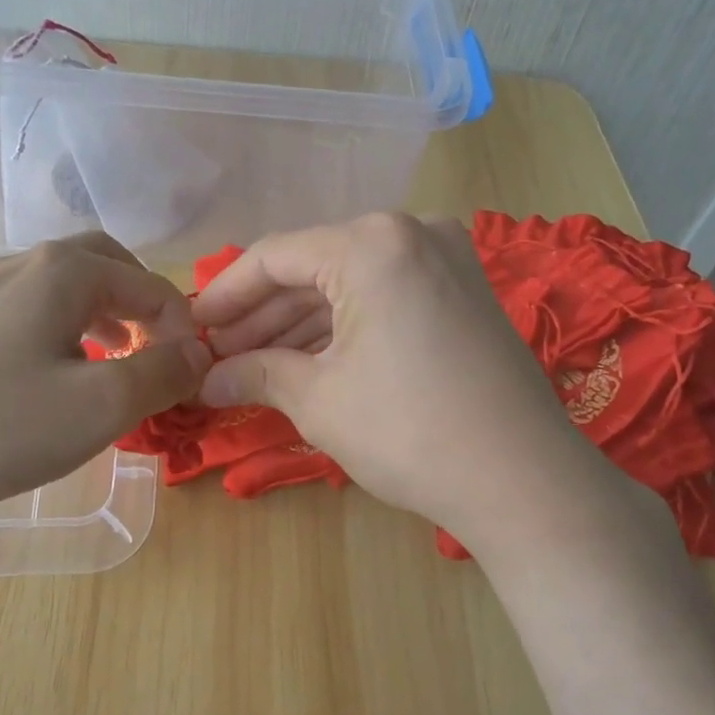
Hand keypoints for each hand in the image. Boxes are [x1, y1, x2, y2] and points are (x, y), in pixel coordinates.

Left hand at [0, 234, 209, 527]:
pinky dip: (65, 328)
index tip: (190, 376)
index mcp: (64, 271)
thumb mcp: (100, 406)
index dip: (181, 328)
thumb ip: (162, 373)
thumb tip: (199, 353)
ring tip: (117, 358)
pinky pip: (32, 309)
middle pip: (105, 264)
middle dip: (142, 302)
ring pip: (65, 285)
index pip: (149, 284)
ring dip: (105, 313)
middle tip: (158, 346)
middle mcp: (24, 265)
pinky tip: (58, 372)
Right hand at [193, 212, 599, 544]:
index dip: (225, 295)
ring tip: (252, 364)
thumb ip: (255, 374)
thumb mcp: (319, 400)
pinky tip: (305, 359)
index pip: (274, 257)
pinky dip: (343, 326)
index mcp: (371, 243)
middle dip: (262, 315)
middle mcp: (411, 232)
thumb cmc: (409, 432)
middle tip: (219, 356)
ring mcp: (445, 259)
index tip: (191, 329)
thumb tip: (206, 381)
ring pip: (349, 284)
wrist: (524, 482)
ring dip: (299, 324)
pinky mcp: (463, 291)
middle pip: (313, 268)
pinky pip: (384, 297)